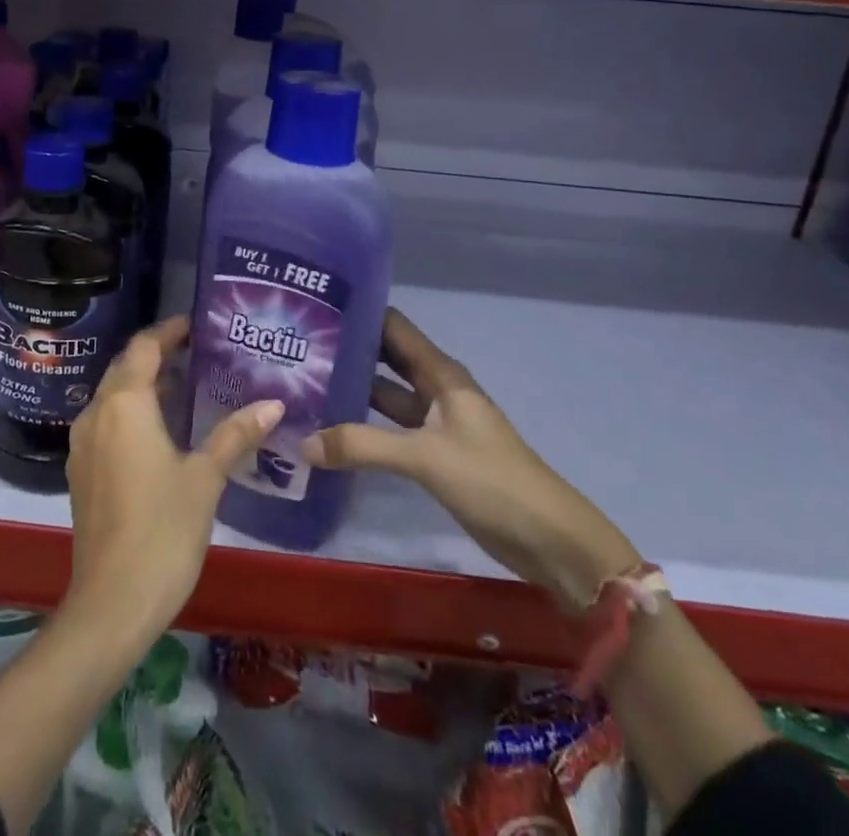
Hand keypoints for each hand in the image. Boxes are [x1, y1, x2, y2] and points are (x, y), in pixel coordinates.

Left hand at [64, 316, 281, 640]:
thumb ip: (235, 435)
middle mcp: (95, 413)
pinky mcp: (80, 471)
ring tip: (184, 387)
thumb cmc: (163, 529)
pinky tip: (159, 432)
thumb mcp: (206, 478)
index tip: (195, 326)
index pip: (144, 347)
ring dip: (142, 385)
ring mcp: (82, 444)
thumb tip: (273, 405)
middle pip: (125, 367)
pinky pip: (105, 423)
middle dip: (156, 355)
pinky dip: (130, 413)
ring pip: (112, 396)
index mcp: (124, 404)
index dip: (168, 331)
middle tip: (196, 353)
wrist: (111, 602)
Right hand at [302, 308, 638, 610]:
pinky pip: (391, 427)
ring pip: (386, 393)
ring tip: (304, 382)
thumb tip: (303, 442)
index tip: (314, 309)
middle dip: (348, 350)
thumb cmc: (491, 480)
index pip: (393, 325)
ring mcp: (435, 421)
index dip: (357, 313)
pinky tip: (332, 428)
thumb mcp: (424, 457)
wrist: (550, 540)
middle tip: (298, 346)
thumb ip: (362, 446)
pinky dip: (364, 424)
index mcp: (441, 372)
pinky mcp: (434, 452)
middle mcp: (436, 387)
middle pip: (386, 357)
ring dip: (353, 387)